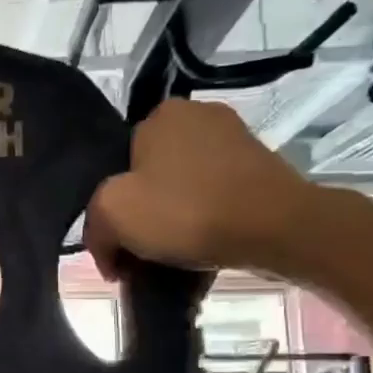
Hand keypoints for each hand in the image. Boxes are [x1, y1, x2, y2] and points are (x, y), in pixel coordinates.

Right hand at [84, 100, 319, 276]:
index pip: (117, 164)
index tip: (117, 246)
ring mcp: (235, 140)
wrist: (277, 228)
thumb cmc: (187, 211)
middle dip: (142, 215)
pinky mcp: (261, 167)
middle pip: (150, 176)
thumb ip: (94, 226)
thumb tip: (107, 251)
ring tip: (172, 258)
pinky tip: (202, 249)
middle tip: (140, 254)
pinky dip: (204, 222)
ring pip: (182, 188)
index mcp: (160, 114)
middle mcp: (198, 115)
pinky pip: (215, 197)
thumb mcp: (112, 214)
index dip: (111, 208)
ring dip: (173, 221)